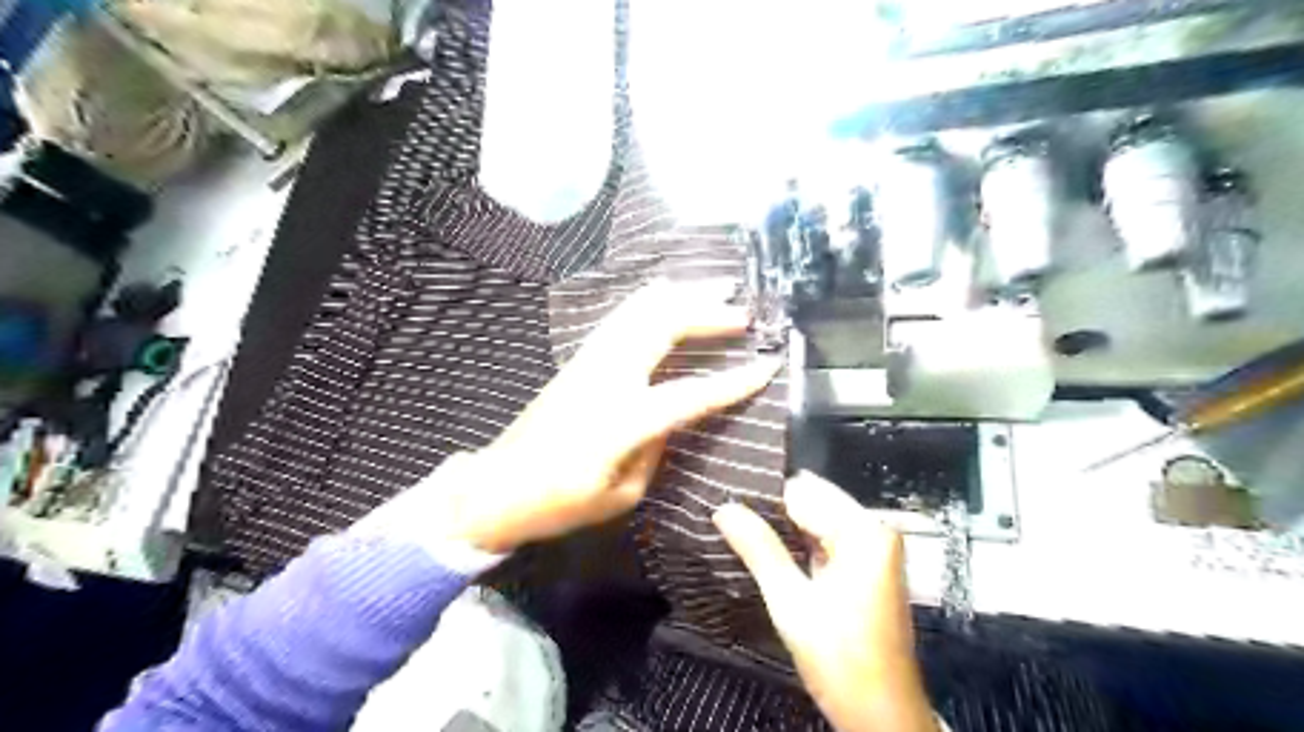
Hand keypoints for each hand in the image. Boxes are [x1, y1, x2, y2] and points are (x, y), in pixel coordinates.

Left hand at [432, 281, 777, 553]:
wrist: (496, 488)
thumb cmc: (559, 503)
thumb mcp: (620, 494)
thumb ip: (655, 449)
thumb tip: (671, 419)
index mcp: (620, 421)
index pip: (688, 394)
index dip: (732, 381)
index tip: (767, 366)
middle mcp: (605, 378)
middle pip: (661, 326)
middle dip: (706, 312)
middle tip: (743, 310)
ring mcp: (588, 361)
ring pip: (639, 310)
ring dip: (681, 295)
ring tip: (715, 287)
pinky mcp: (578, 359)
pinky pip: (620, 317)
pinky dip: (650, 300)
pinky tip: (668, 294)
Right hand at [711, 472, 937, 731]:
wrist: (883, 716)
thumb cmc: (840, 658)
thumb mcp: (791, 602)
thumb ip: (759, 549)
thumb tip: (723, 508)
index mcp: (864, 531)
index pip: (803, 492)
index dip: (763, 496)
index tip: (724, 497)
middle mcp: (874, 530)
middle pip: (813, 502)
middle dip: (772, 510)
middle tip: (726, 513)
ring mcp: (872, 549)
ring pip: (817, 520)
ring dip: (782, 527)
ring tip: (738, 526)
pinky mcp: (866, 567)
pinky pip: (825, 539)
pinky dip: (798, 543)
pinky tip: (766, 547)